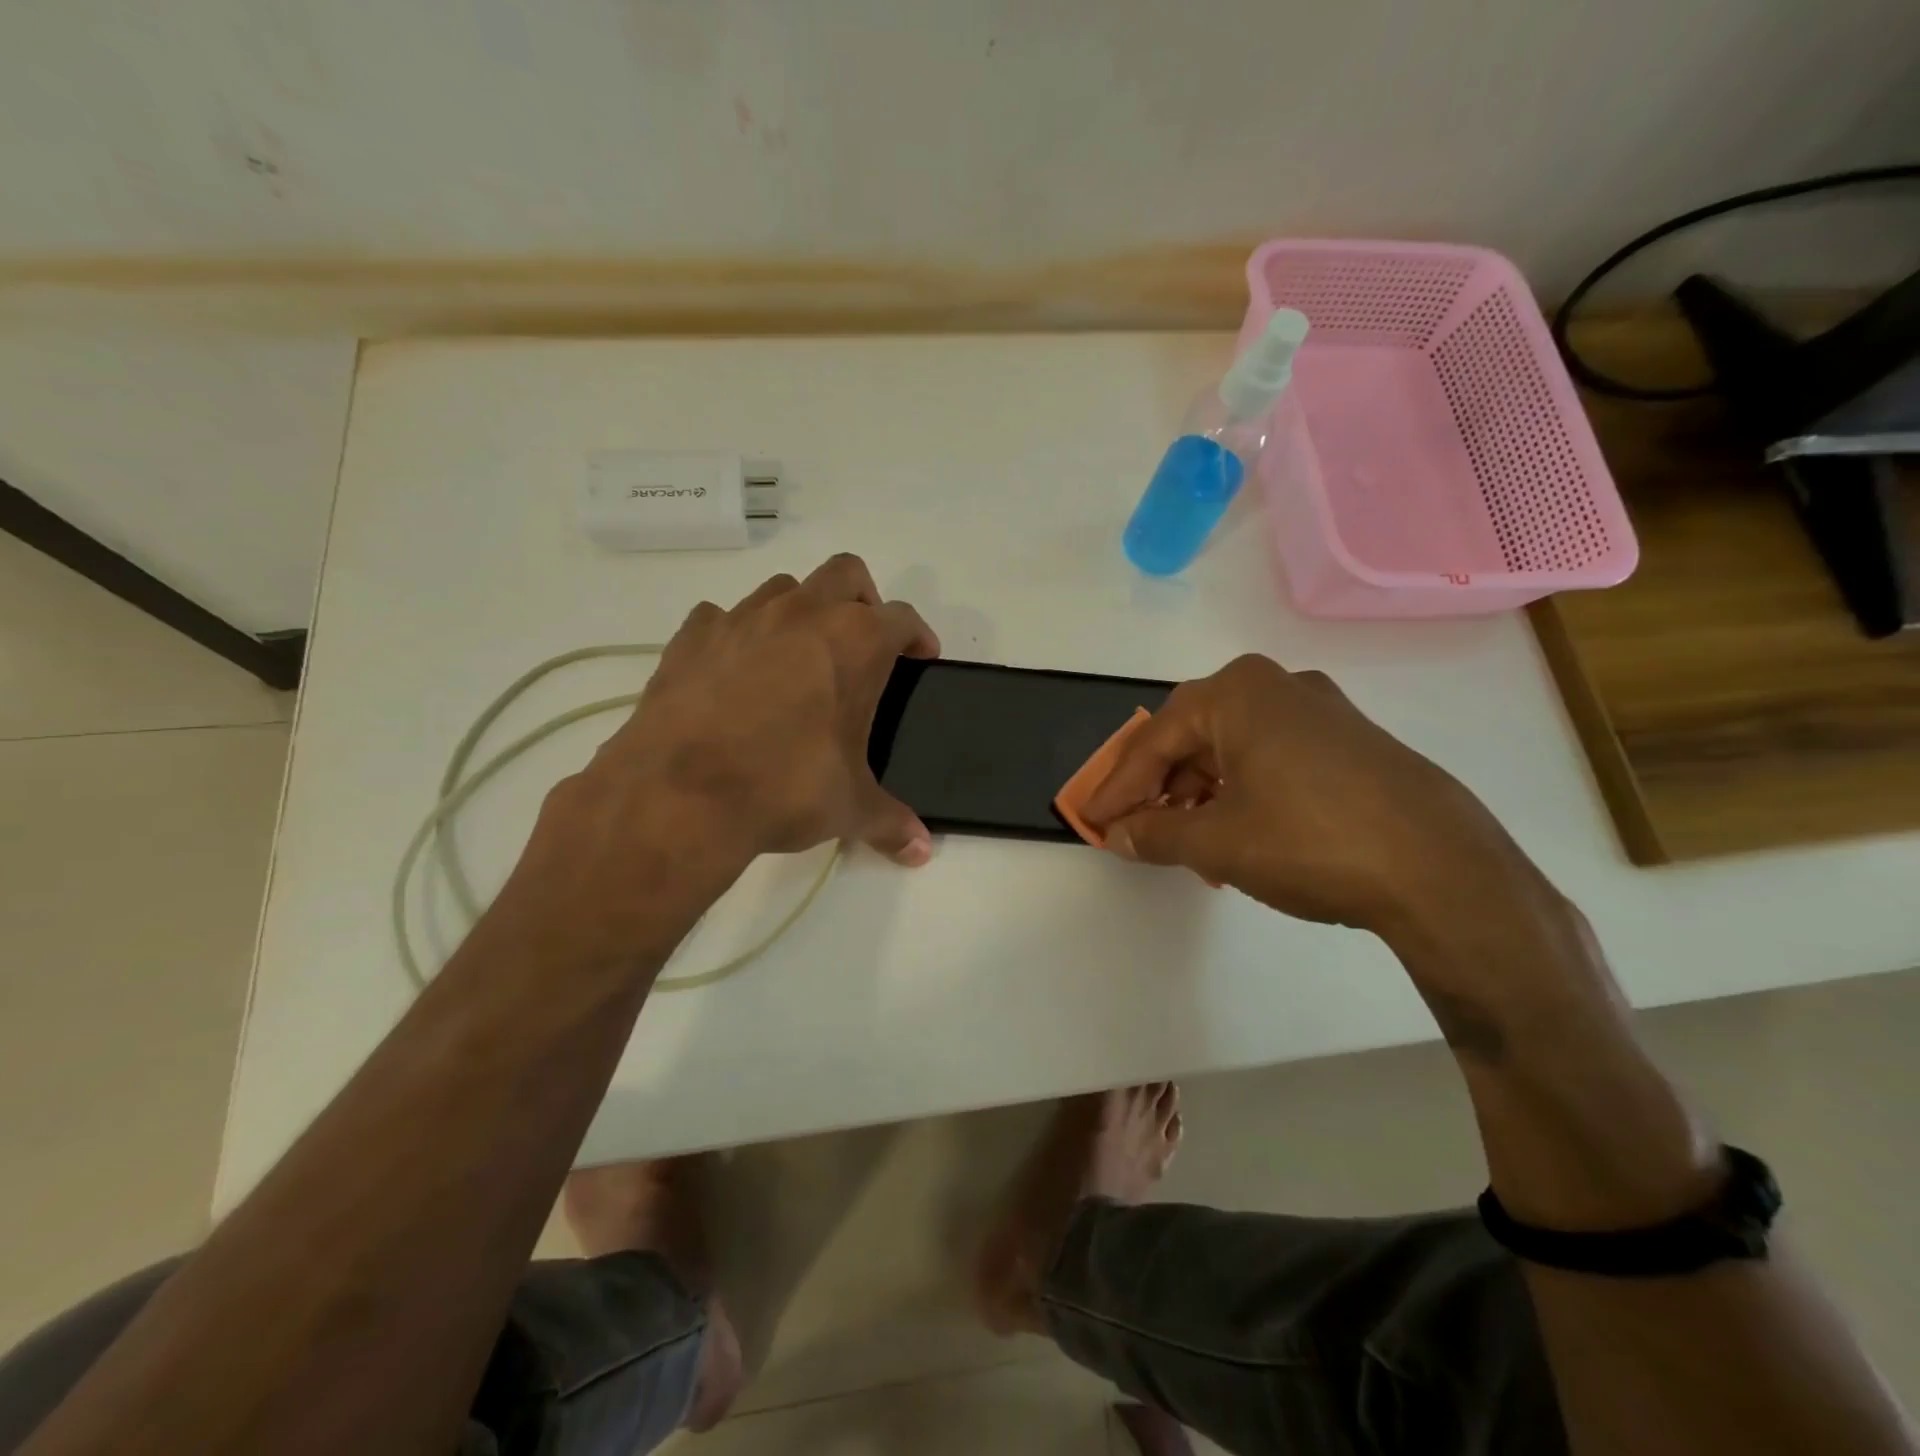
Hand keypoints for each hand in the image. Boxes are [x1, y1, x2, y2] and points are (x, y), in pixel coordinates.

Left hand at [507, 556, 938, 964]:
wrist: (681, 794)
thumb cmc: (784, 788)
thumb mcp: (849, 807)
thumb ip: (891, 821)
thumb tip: (920, 849)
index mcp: (855, 642)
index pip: (903, 618)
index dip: (918, 636)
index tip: (920, 658)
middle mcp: (802, 614)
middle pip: (846, 574)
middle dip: (864, 601)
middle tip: (862, 647)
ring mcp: (742, 617)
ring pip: (784, 589)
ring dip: (801, 612)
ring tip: (798, 661)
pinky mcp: (691, 636)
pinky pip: (722, 617)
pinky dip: (737, 635)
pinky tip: (735, 673)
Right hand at [1080, 654, 1537, 940]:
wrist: (1443, 871)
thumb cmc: (1310, 841)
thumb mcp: (1217, 841)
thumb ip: (1156, 834)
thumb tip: (1120, 834)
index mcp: (1237, 693)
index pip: (1154, 741)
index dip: (1118, 787)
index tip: (1093, 821)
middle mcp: (1277, 686)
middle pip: (1192, 736)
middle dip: (1158, 785)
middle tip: (1133, 824)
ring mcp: (1321, 712)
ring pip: (1233, 747)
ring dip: (1199, 792)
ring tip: (1184, 840)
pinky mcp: (1351, 743)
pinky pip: (1272, 758)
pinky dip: (1241, 791)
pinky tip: (1237, 832)